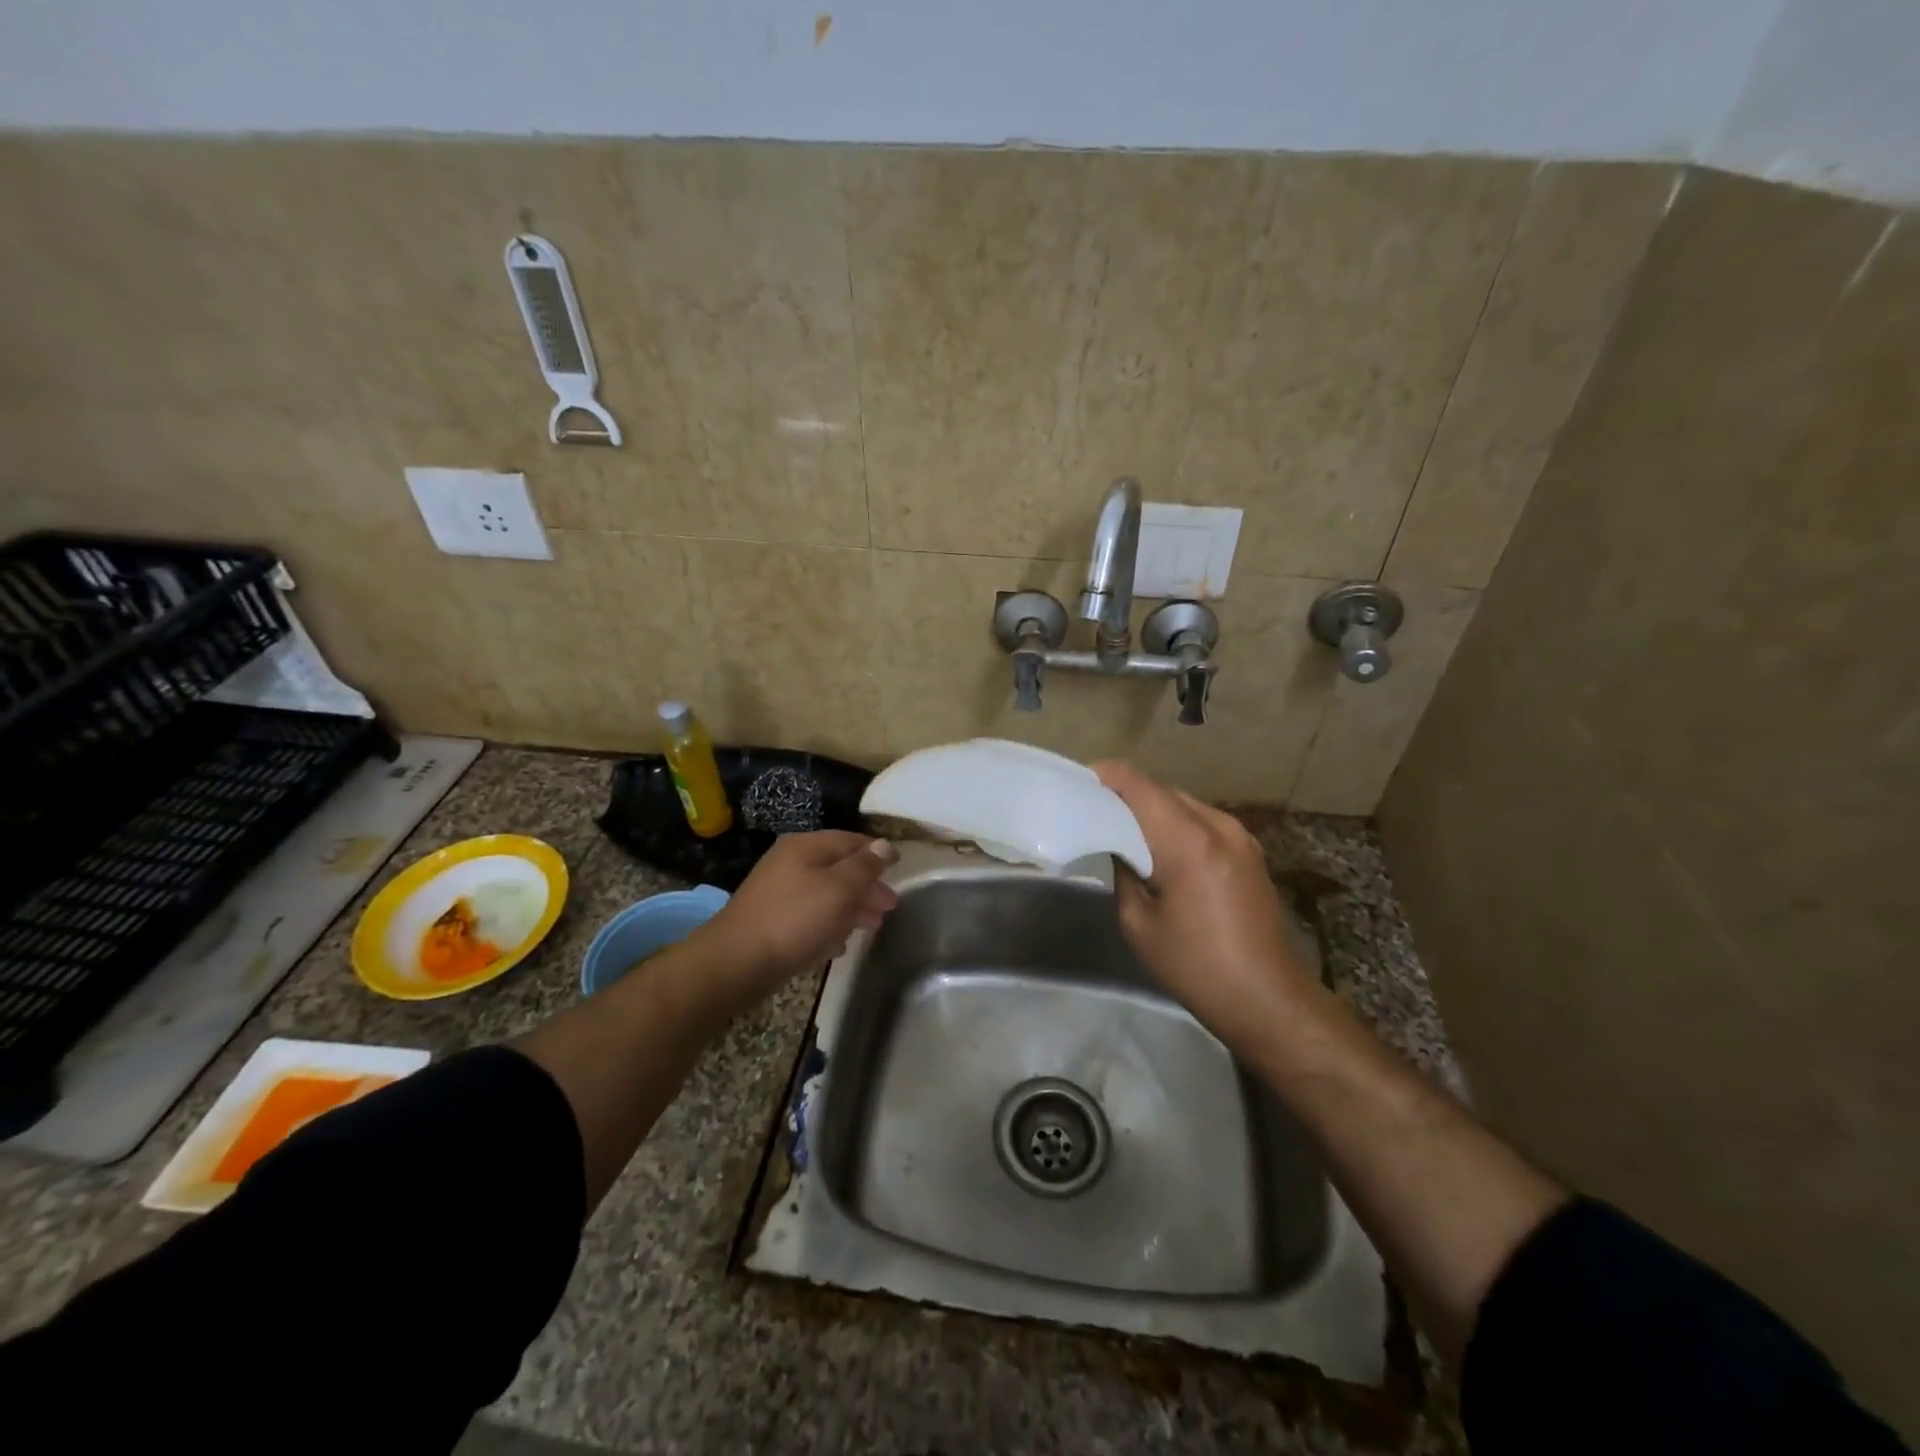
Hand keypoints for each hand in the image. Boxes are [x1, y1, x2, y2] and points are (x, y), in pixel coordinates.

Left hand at [695, 831, 898, 996]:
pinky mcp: (771, 921)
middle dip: (866, 886)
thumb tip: (884, 845)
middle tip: (889, 906)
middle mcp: (790, 863)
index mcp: (806, 847)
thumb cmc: (795, 919)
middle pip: (839, 868)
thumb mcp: (839, 889)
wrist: (737, 961)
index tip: (900, 866)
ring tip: (872, 926)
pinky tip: (840, 944)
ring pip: (825, 894)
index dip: (877, 852)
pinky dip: (829, 925)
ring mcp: (778, 892)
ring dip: (851, 908)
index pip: (851, 841)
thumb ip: (865, 867)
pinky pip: (809, 917)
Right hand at [1092, 761, 1320, 1053]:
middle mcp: (1218, 825)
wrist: (1268, 999)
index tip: (1078, 784)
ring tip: (1123, 831)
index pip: (1138, 784)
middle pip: (1161, 789)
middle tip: (1093, 812)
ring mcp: (1240, 835)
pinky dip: (1175, 824)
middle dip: (1125, 794)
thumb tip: (1118, 844)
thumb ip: (1123, 871)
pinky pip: (1202, 821)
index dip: (1105, 776)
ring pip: (1182, 803)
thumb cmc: (1195, 966)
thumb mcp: (1138, 923)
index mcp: (1188, 842)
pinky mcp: (1249, 850)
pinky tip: (1160, 849)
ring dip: (1151, 810)